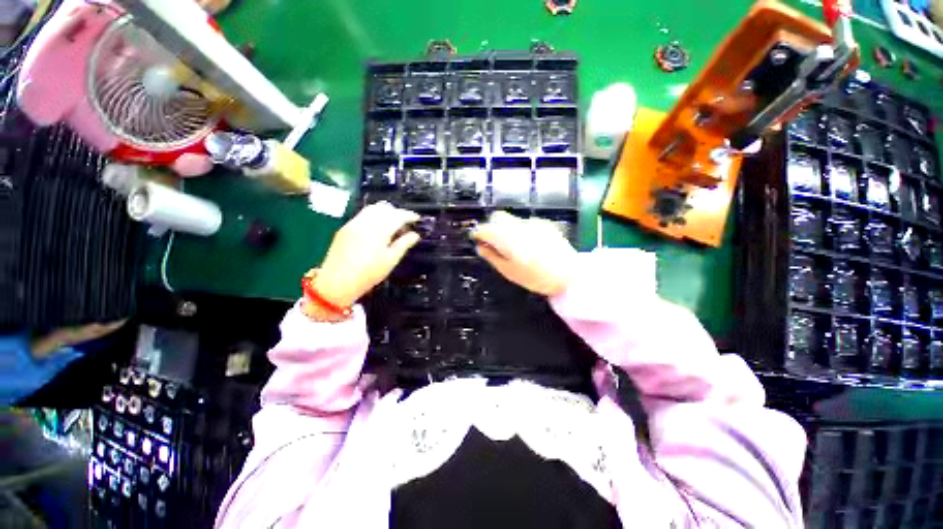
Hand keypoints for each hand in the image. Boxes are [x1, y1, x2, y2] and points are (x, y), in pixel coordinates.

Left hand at [314, 202, 420, 306]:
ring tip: (392, 225)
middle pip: (385, 208)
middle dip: (398, 212)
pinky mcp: (346, 227)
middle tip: (406, 224)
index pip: (398, 215)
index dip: (409, 215)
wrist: (337, 282)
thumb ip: (404, 244)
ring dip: (386, 212)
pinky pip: (363, 214)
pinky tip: (378, 228)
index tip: (417, 219)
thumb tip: (415, 235)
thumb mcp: (391, 260)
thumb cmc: (369, 273)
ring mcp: (354, 223)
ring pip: (373, 208)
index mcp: (379, 230)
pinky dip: (375, 215)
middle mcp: (366, 222)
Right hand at [471, 211, 577, 295]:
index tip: (476, 240)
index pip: (484, 228)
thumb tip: (480, 247)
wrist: (570, 274)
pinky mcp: (544, 224)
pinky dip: (520, 230)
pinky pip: (525, 223)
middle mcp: (518, 224)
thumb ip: (491, 256)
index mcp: (506, 237)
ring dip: (505, 229)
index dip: (477, 233)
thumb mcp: (509, 271)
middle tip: (492, 243)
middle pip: (497, 217)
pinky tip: (528, 245)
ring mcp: (532, 222)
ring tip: (512, 247)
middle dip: (491, 227)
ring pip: (511, 220)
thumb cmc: (536, 277)